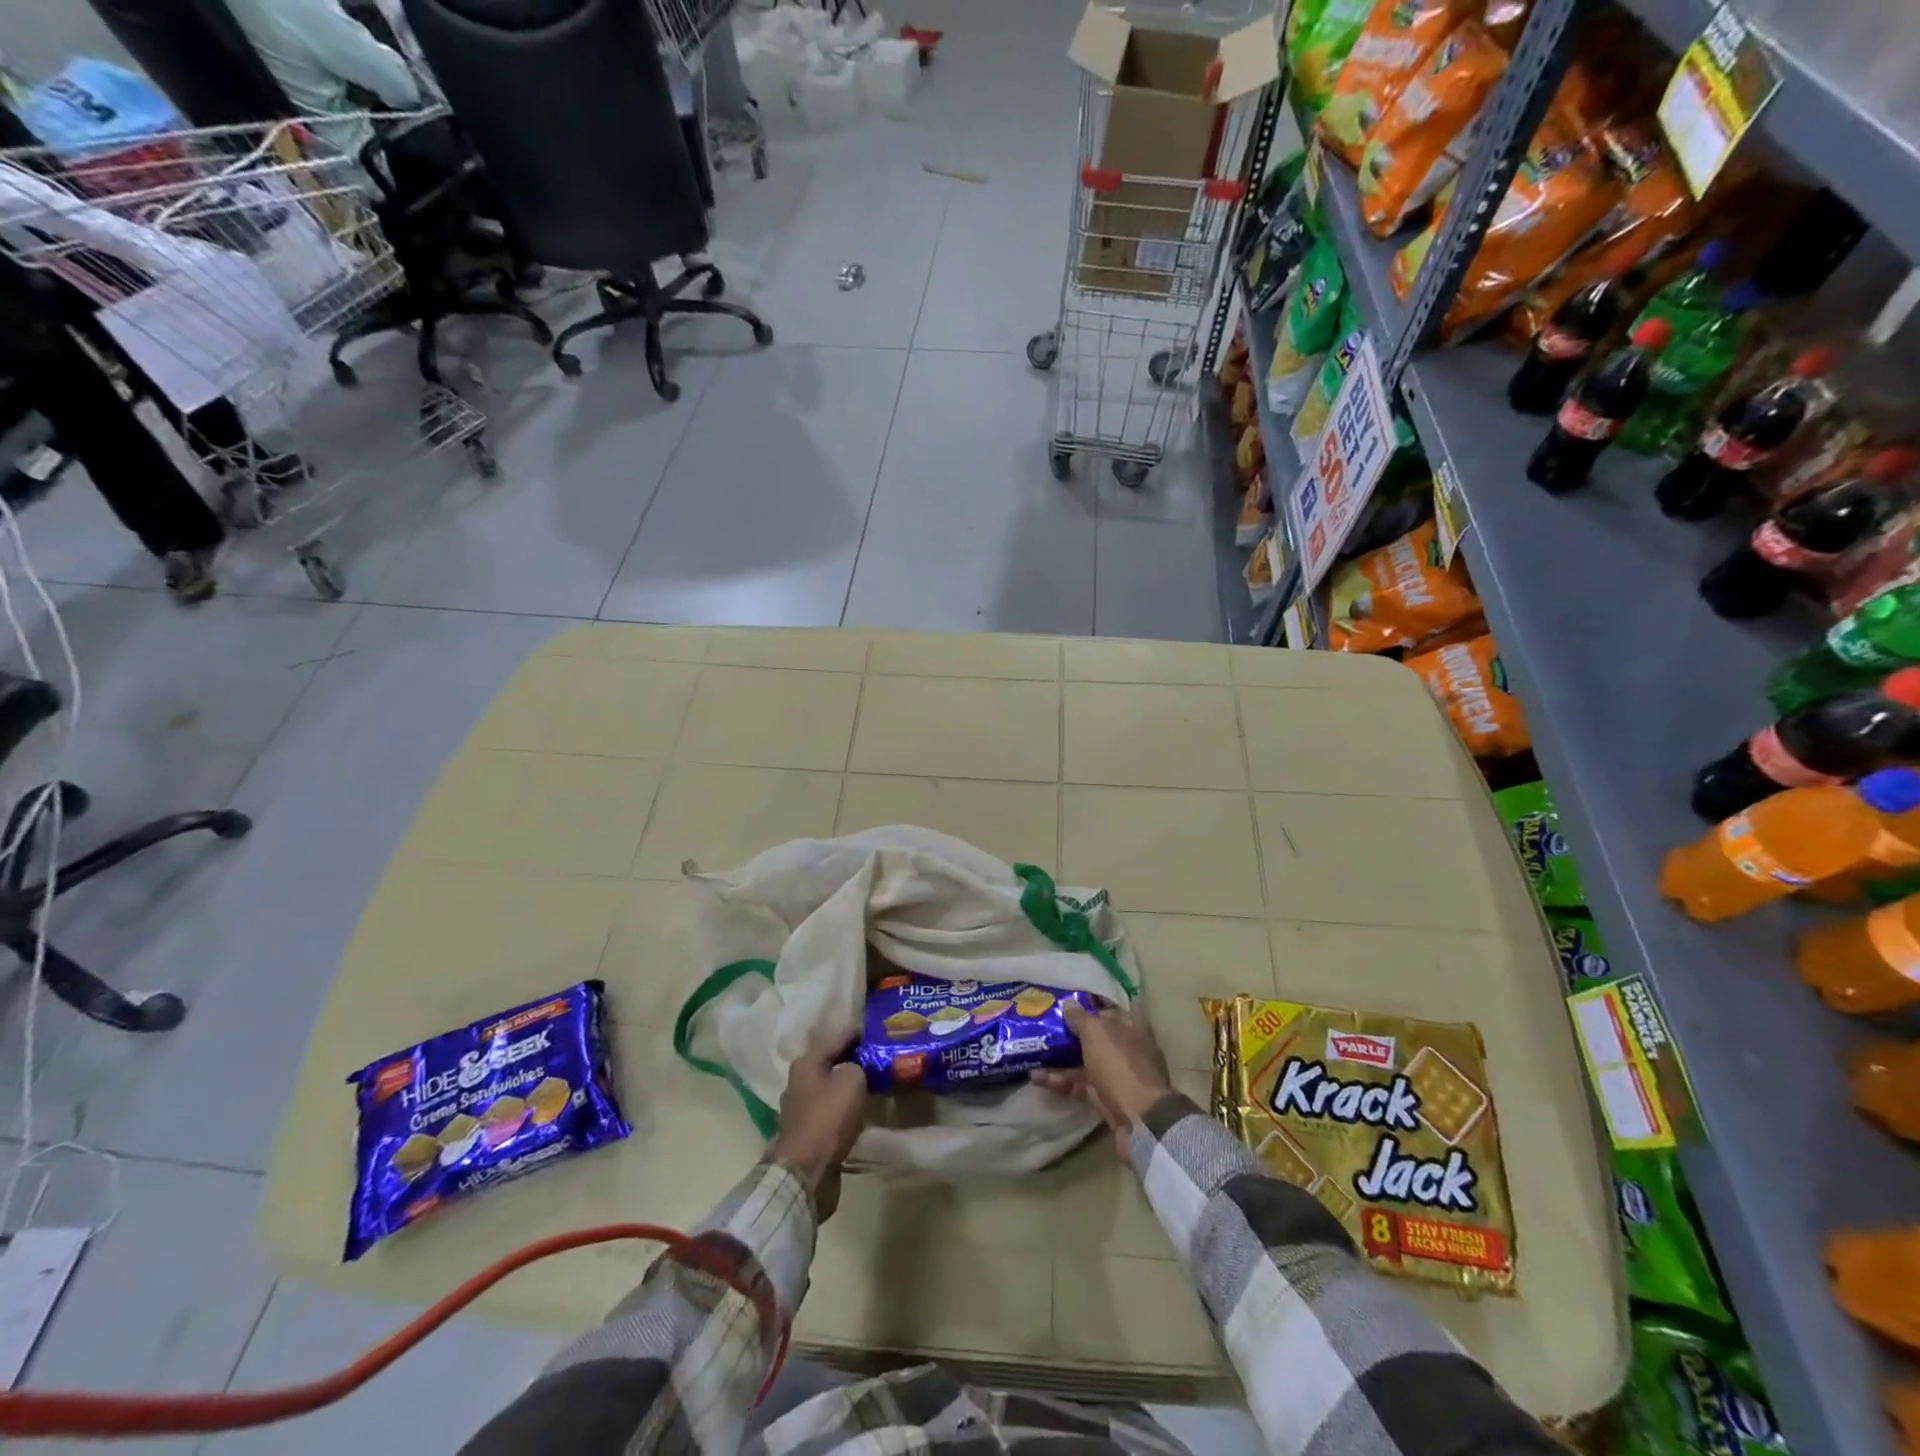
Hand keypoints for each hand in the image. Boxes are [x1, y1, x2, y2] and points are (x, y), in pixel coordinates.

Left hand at [768, 1042, 866, 1220]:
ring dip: (849, 1085)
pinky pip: (831, 1110)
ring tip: (875, 1083)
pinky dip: (845, 1108)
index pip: (837, 1037)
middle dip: (854, 1060)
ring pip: (831, 1087)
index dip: (859, 1033)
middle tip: (880, 1058)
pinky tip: (862, 1109)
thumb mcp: (852, 1080)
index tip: (879, 1031)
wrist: (806, 1172)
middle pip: (832, 1062)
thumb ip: (859, 1064)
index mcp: (806, 1062)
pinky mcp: (807, 1132)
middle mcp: (799, 1081)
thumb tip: (858, 1068)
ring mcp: (801, 1108)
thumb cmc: (828, 1118)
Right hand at [1032, 1002, 1172, 1169]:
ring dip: (1060, 1061)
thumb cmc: (1119, 1065)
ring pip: (1085, 1063)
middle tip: (1041, 1030)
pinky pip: (1081, 1086)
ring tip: (1032, 1057)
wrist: (1141, 1120)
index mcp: (1130, 1026)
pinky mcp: (1107, 1099)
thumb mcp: (1096, 1033)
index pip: (1105, 1010)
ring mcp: (1117, 1075)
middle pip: (1094, 1038)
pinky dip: (1062, 1083)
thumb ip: (1080, 1017)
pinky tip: (1039, 1079)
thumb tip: (1068, 1004)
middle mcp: (1125, 1048)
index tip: (1059, 1006)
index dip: (1084, 1007)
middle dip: (1068, 1035)